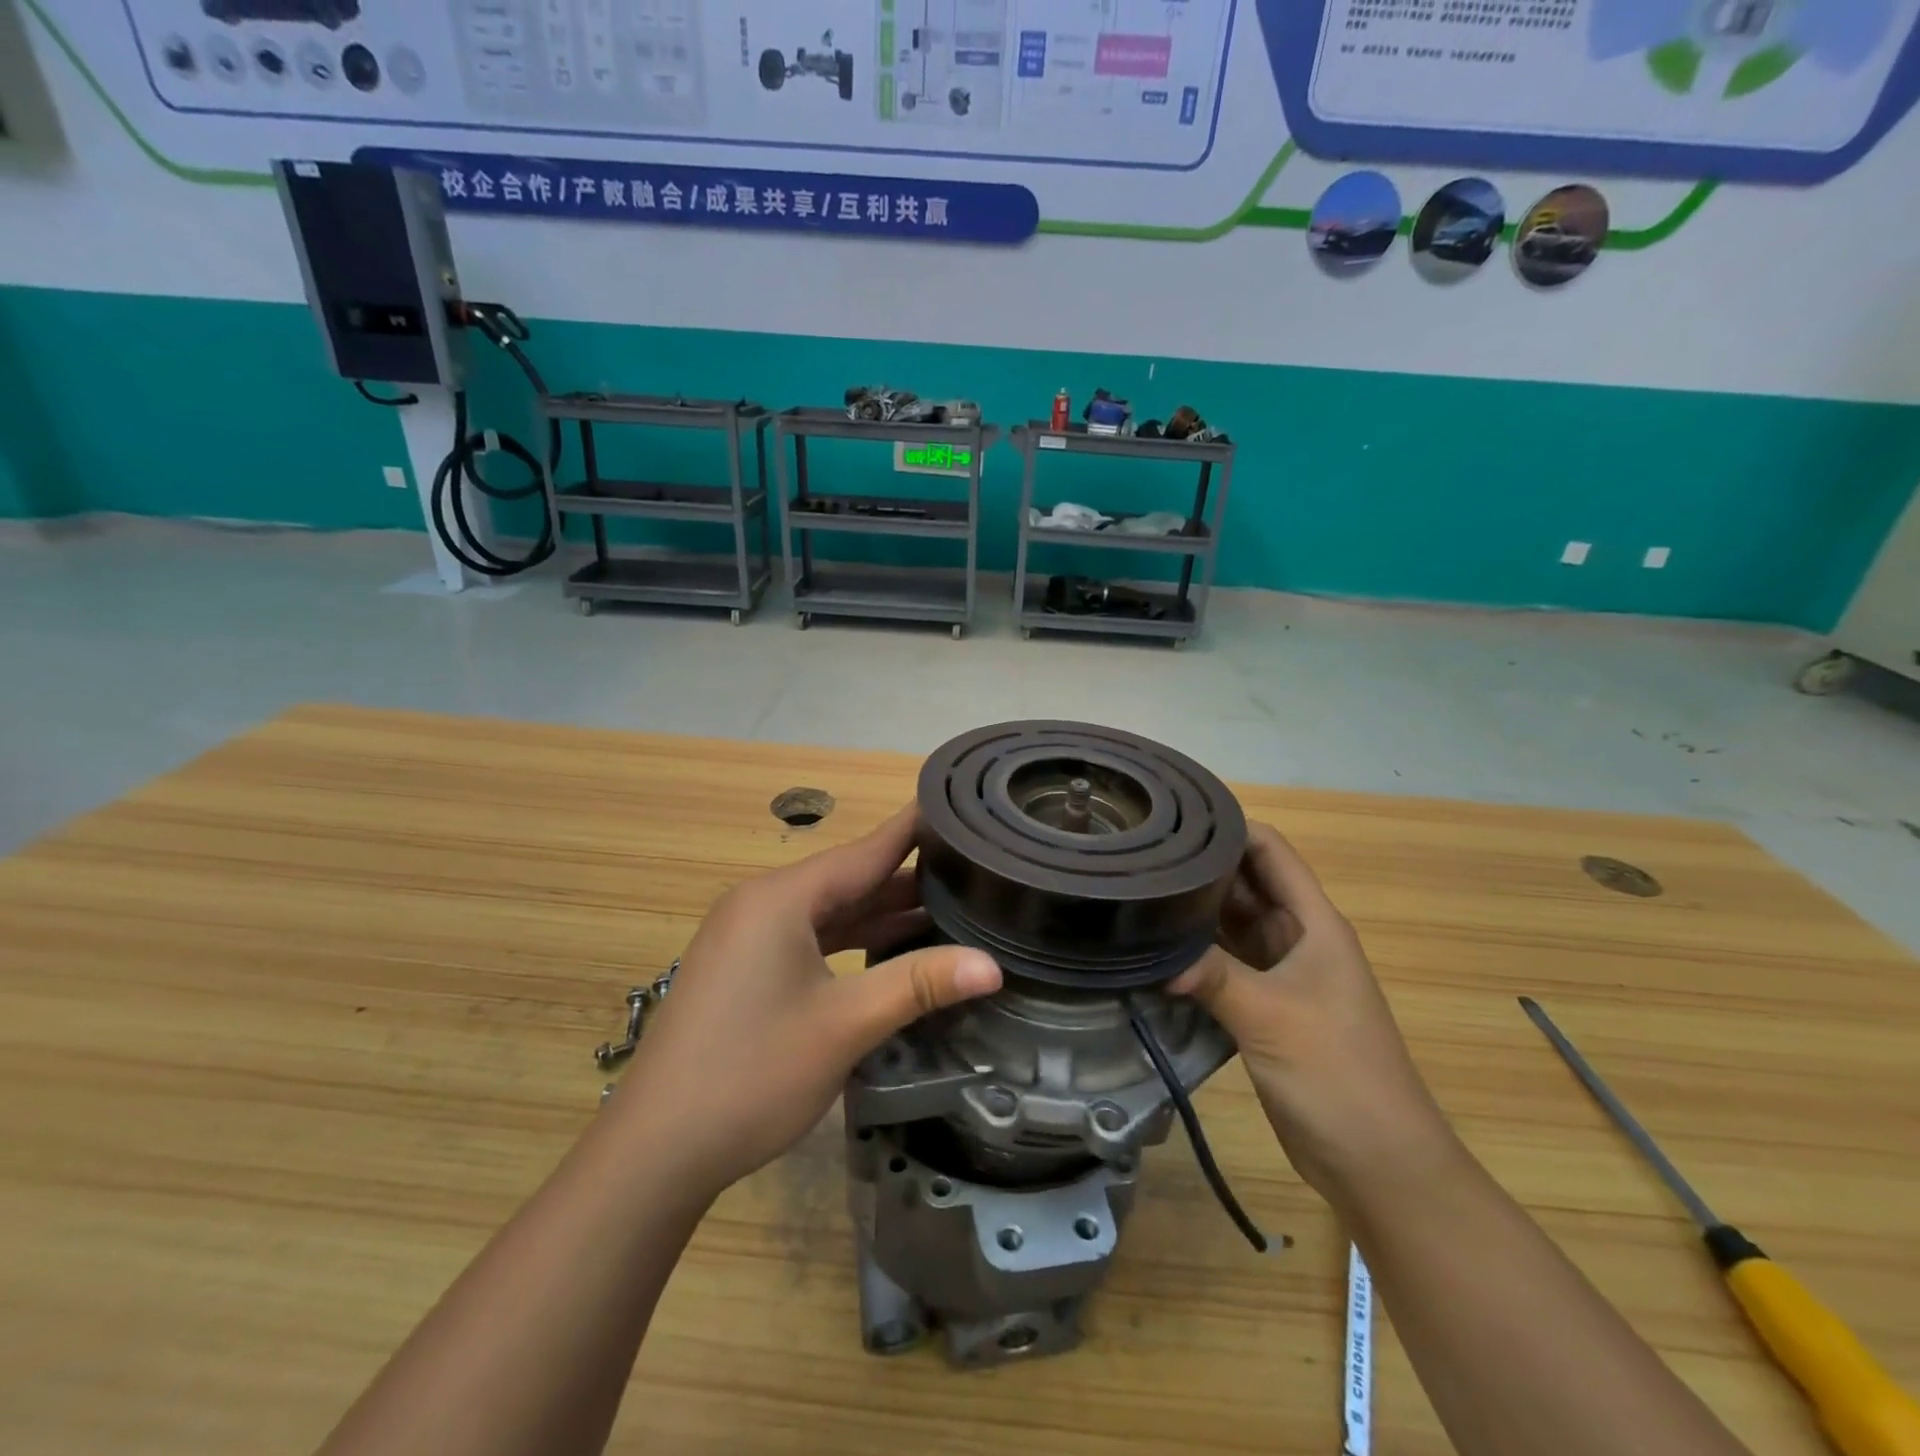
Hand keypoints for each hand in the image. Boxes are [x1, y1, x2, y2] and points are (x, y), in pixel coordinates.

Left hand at [613, 805, 1001, 1199]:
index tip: (960, 810)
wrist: (655, 1151)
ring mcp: (748, 938)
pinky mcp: (745, 969)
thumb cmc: (751, 1074)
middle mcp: (762, 904)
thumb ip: (918, 985)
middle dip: (908, 879)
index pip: (864, 850)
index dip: (914, 830)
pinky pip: (810, 938)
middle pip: (848, 880)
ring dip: (882, 914)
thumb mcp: (844, 1025)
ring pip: (829, 912)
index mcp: (780, 898)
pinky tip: (892, 950)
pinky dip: (852, 942)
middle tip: (973, 870)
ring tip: (949, 908)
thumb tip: (992, 965)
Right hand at [1172, 823, 1454, 1197]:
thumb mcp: (1273, 1017)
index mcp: (1313, 923)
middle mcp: (1295, 938)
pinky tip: (1153, 948)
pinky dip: (1193, 954)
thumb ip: (1214, 977)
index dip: (1229, 827)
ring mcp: (1278, 973)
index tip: (1172, 819)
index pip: (1270, 851)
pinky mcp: (1262, 1006)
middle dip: (1199, 867)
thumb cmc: (1339, 1074)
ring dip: (1192, 911)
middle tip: (1138, 856)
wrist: (1377, 1161)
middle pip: (1245, 883)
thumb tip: (1153, 957)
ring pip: (1230, 924)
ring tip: (1136, 892)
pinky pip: (1222, 964)